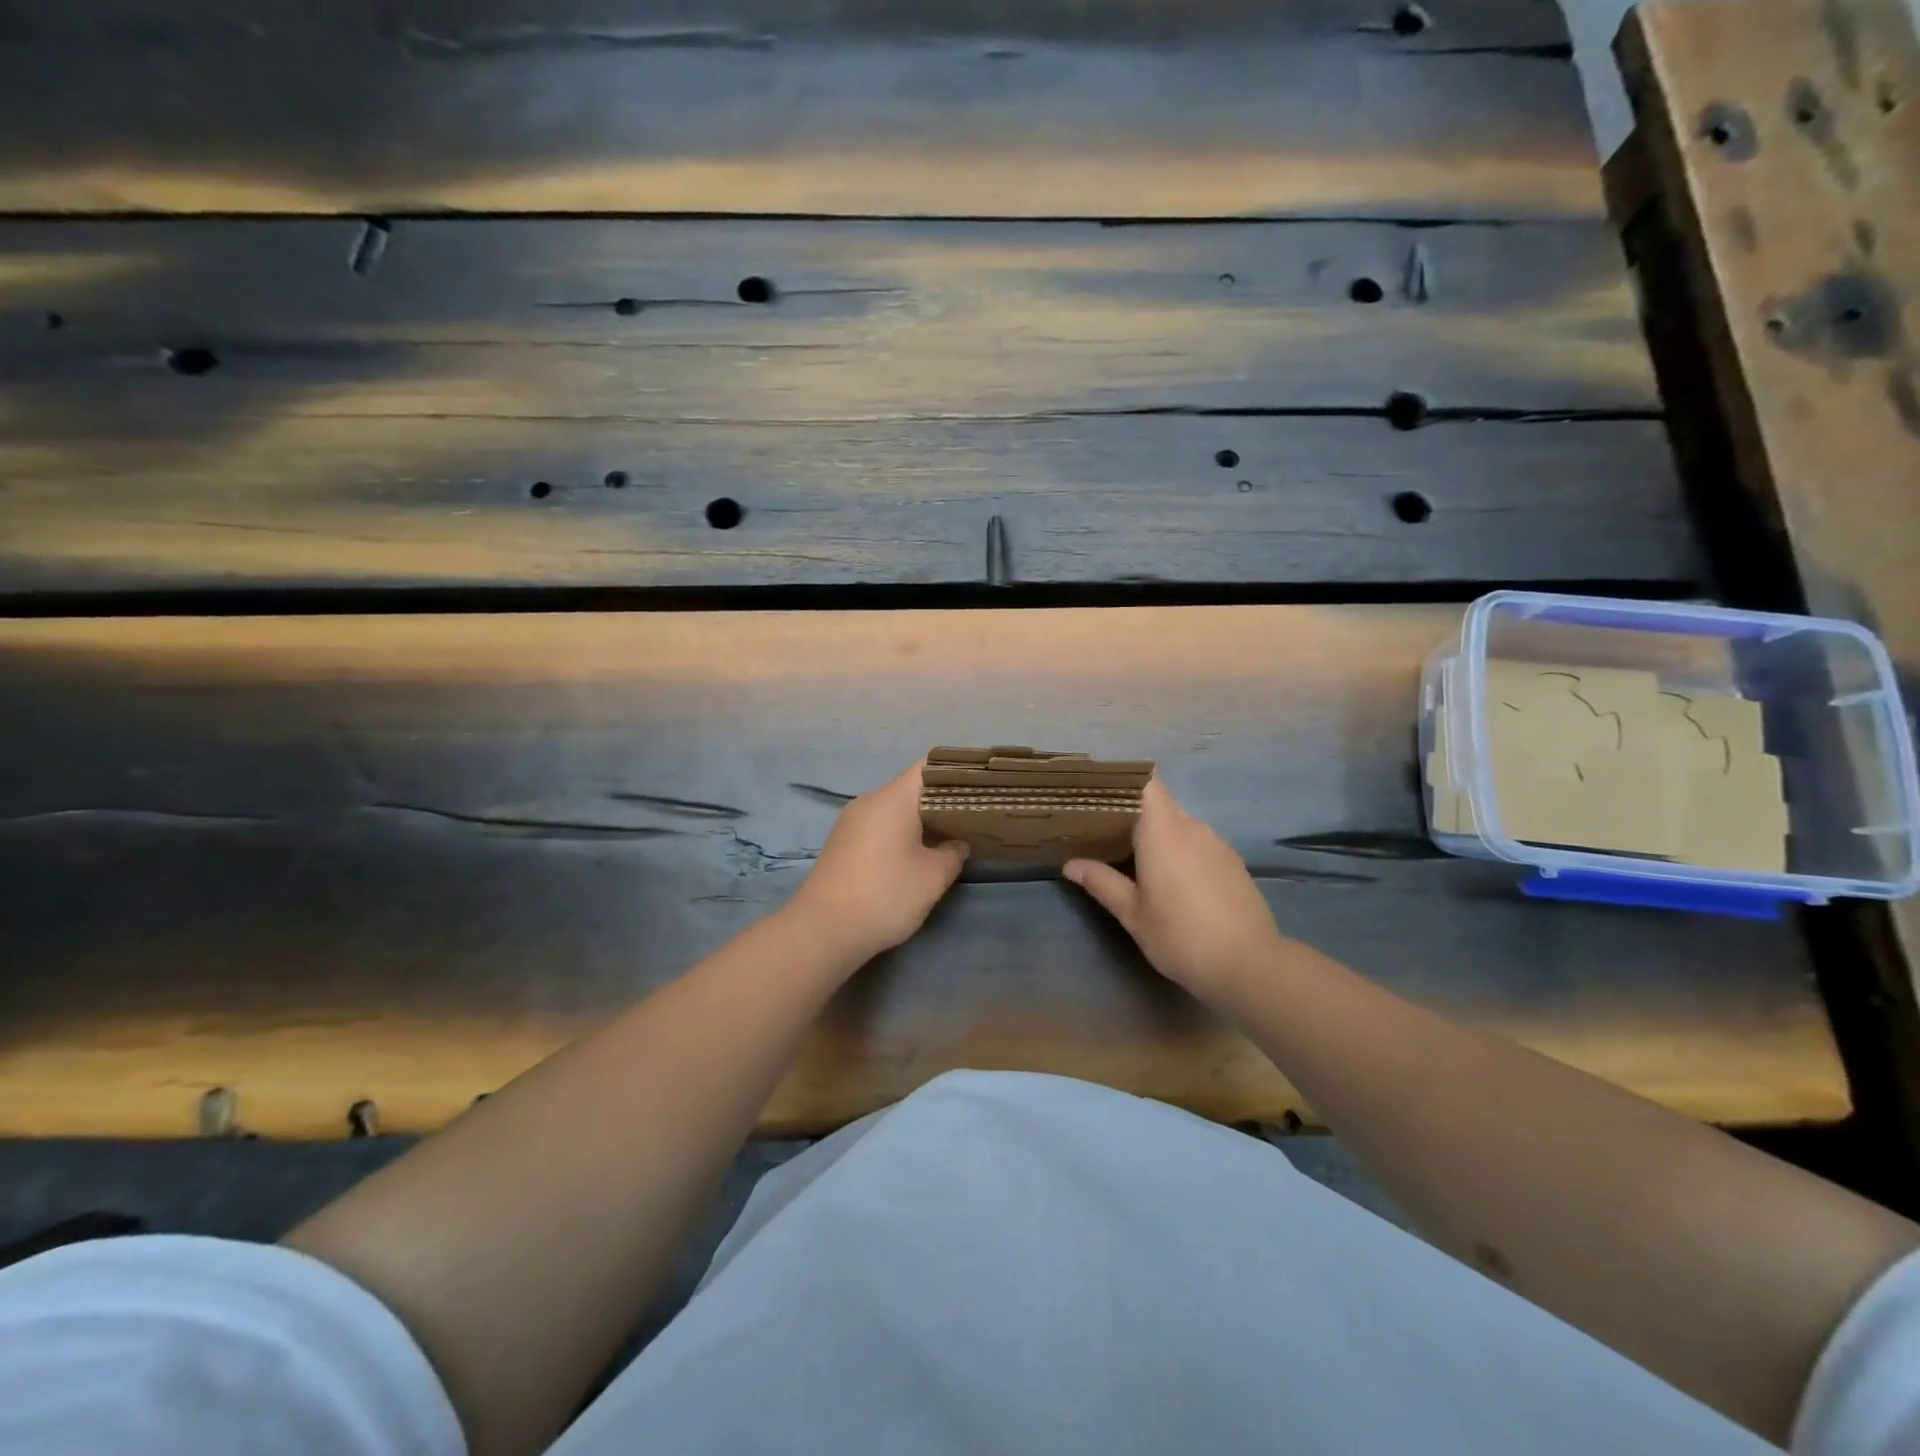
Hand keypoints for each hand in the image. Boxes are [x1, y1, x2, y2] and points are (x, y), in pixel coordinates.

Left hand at [785, 761, 968, 965]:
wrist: (823, 930)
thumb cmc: (885, 894)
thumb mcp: (933, 877)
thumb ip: (953, 853)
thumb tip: (957, 843)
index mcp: (893, 798)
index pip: (928, 767)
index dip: (955, 772)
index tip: (979, 785)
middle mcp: (869, 801)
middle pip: (911, 789)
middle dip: (941, 801)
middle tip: (972, 816)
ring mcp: (851, 822)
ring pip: (894, 810)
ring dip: (920, 821)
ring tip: (948, 837)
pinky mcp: (842, 844)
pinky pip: (879, 827)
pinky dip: (900, 835)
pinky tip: (916, 856)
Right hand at [1064, 777, 1284, 1003]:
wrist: (1249, 965)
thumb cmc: (1181, 935)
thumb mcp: (1132, 914)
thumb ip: (1101, 882)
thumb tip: (1071, 864)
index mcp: (1164, 831)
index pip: (1146, 783)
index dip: (1123, 781)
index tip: (1099, 792)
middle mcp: (1192, 827)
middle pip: (1159, 804)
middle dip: (1132, 813)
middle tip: (1102, 830)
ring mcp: (1217, 844)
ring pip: (1179, 825)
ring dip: (1157, 834)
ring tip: (1132, 855)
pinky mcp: (1232, 862)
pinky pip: (1198, 843)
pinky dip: (1179, 850)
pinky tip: (1170, 879)